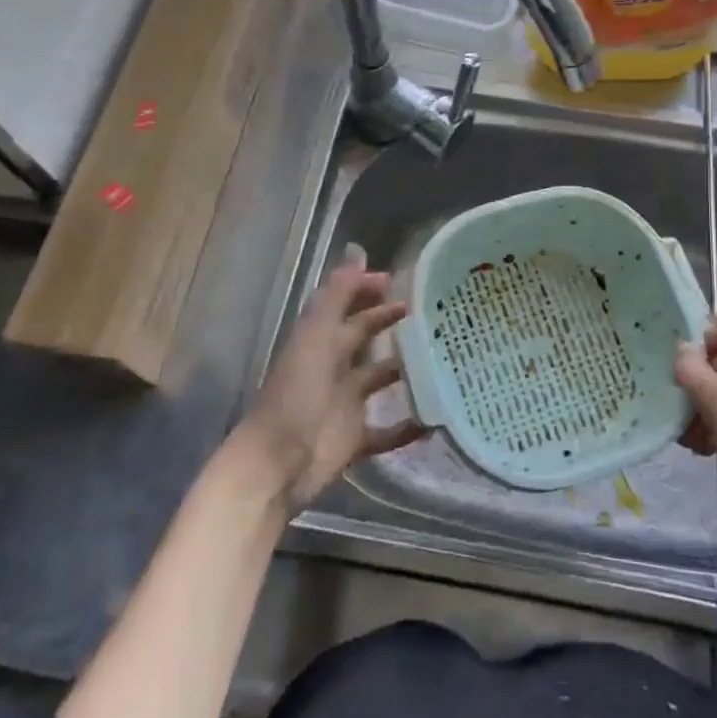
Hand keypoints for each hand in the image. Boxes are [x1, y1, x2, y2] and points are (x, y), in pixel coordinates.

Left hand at [234, 261, 424, 512]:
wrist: (277, 465)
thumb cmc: (297, 395)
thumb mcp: (316, 338)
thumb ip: (337, 296)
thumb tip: (358, 252)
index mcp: (321, 341)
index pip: (347, 306)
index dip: (367, 290)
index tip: (400, 281)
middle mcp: (333, 368)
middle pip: (363, 337)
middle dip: (388, 321)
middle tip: (428, 312)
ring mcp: (344, 405)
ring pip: (378, 379)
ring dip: (403, 370)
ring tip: (440, 358)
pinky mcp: (354, 440)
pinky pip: (387, 431)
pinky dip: (408, 427)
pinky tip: (434, 420)